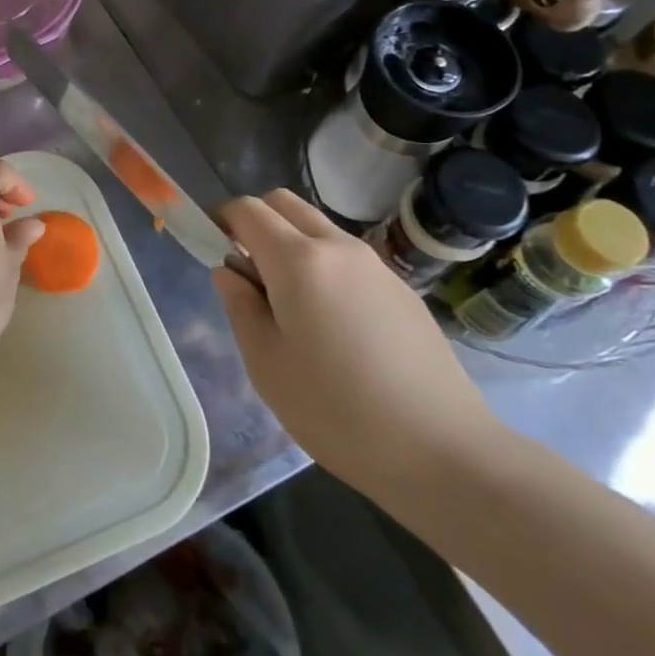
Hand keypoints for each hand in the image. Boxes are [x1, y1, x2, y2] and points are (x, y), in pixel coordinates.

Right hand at [214, 189, 508, 502]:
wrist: (443, 451)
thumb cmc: (337, 412)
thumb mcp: (266, 365)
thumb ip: (240, 306)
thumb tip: (229, 271)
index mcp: (298, 261)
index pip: (248, 210)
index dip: (221, 219)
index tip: (211, 248)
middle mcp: (338, 247)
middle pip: (284, 203)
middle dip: (255, 221)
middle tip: (246, 270)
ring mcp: (375, 264)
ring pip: (318, 227)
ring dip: (290, 242)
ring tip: (288, 303)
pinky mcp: (401, 287)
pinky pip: (347, 255)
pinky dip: (323, 264)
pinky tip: (332, 323)